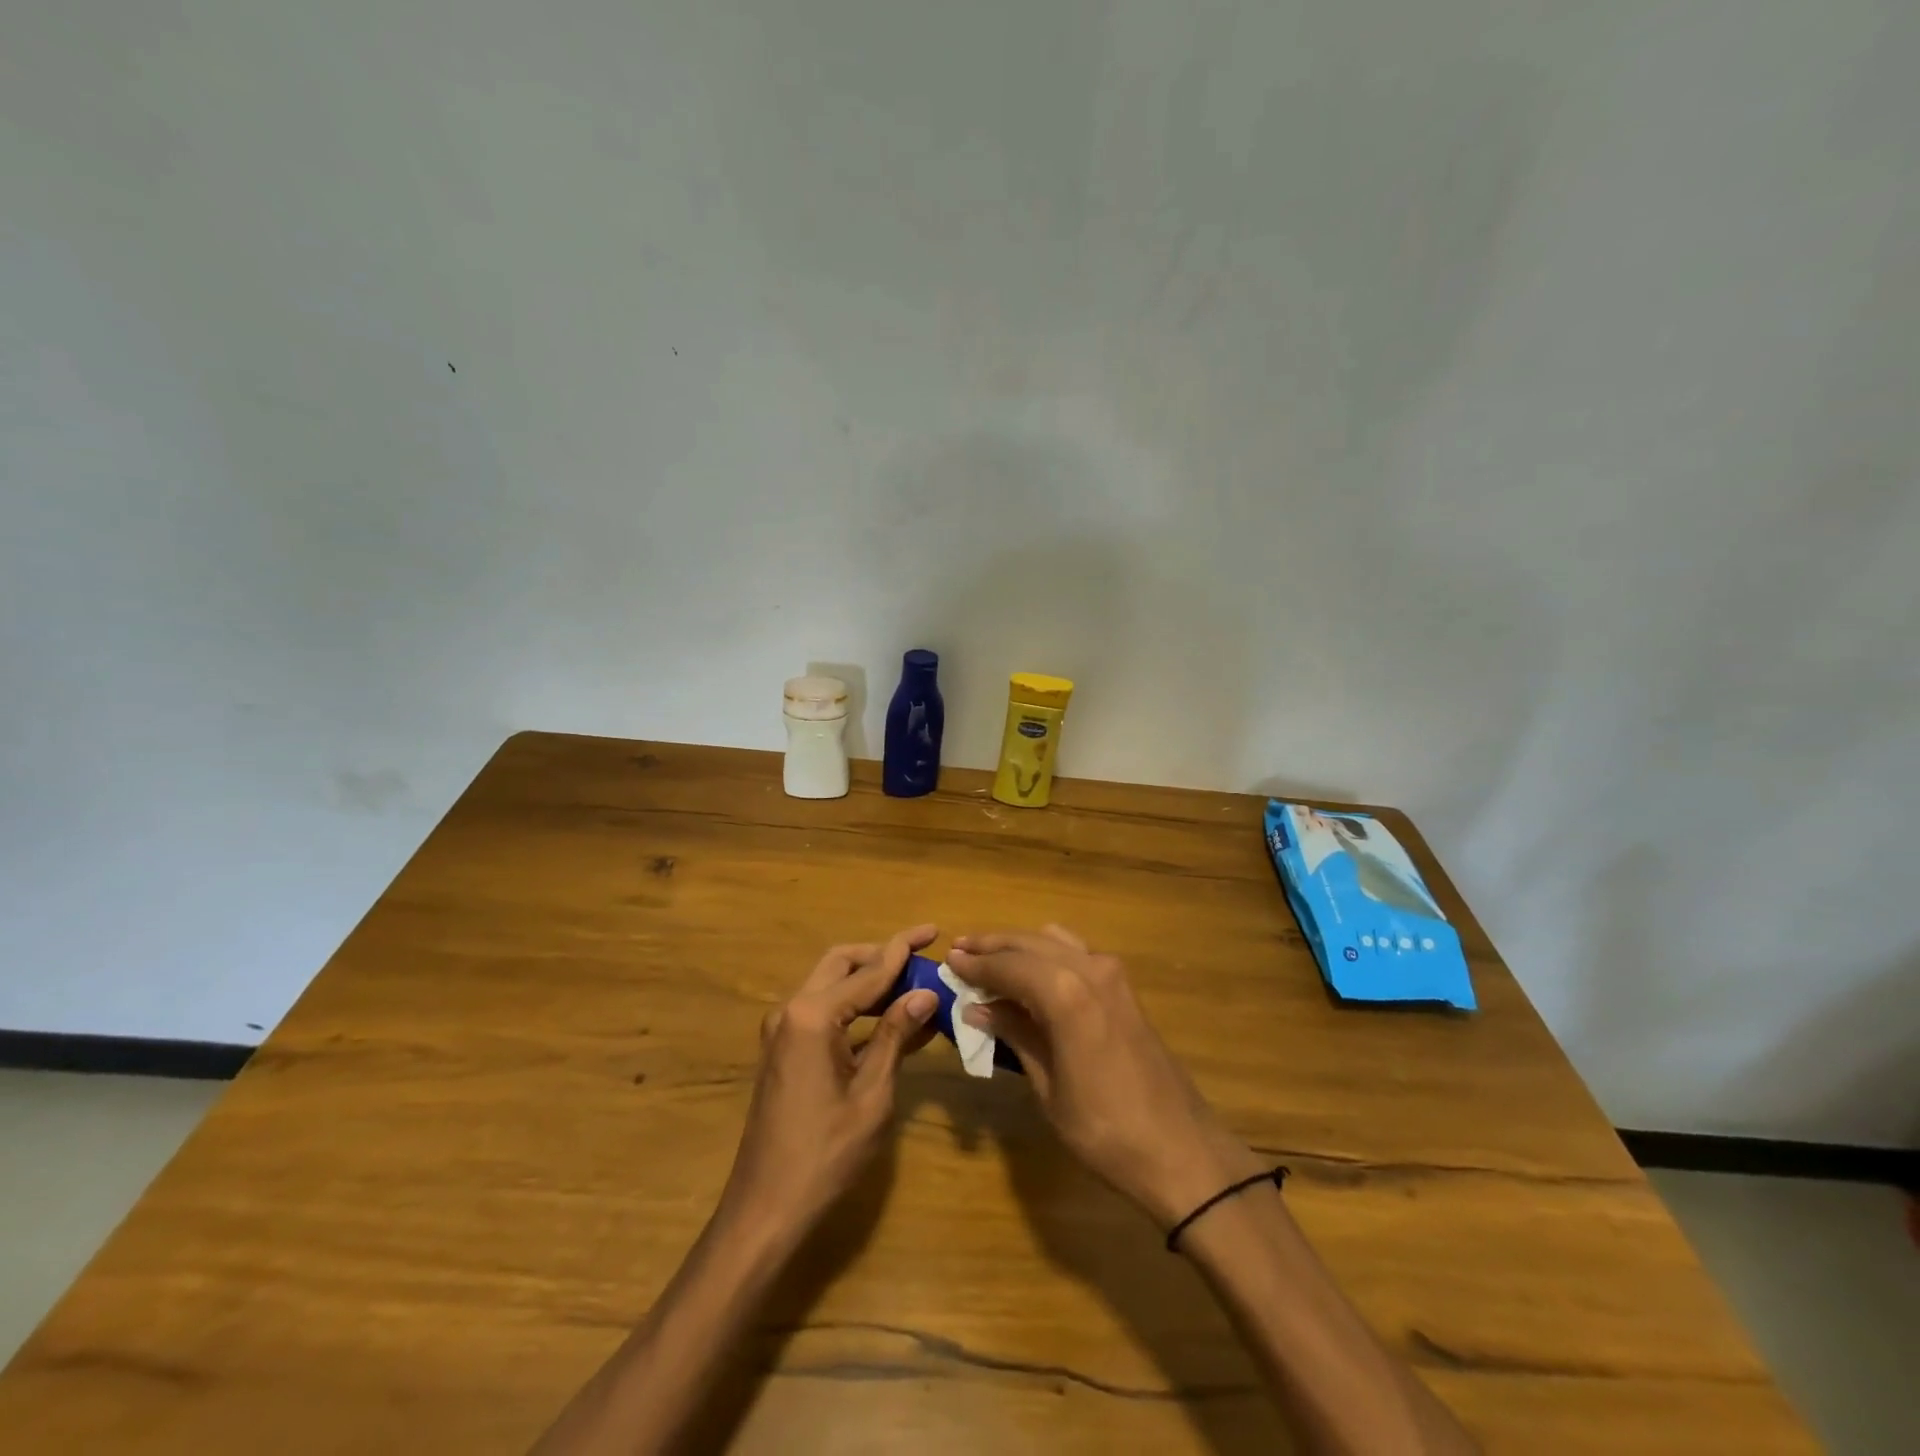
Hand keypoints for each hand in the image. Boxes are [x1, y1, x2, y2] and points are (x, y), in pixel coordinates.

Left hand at [717, 925, 941, 1238]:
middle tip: (921, 956)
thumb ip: (894, 1035)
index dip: (903, 950)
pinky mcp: (784, 1051)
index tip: (932, 931)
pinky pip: (824, 1013)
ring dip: (869, 981)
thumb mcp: (872, 1094)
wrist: (765, 1210)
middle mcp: (792, 1011)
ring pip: (831, 985)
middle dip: (881, 955)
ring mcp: (783, 1031)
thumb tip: (925, 993)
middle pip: (841, 963)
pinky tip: (891, 1020)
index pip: (868, 971)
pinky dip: (855, 1009)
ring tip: (914, 986)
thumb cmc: (825, 1154)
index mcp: (812, 1015)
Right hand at [947, 926, 1261, 1227]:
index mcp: (1065, 993)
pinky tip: (1032, 972)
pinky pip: (1076, 953)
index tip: (949, 961)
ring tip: (990, 958)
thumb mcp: (1048, 1086)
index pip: (1007, 965)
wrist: (1181, 1149)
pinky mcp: (1124, 987)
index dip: (976, 964)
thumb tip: (978, 1008)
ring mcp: (1112, 974)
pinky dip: (1048, 954)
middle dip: (993, 947)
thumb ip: (1016, 1035)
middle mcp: (1088, 969)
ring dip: (1020, 946)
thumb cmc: (1105, 1129)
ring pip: (1053, 942)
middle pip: (1029, 944)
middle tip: (961, 951)